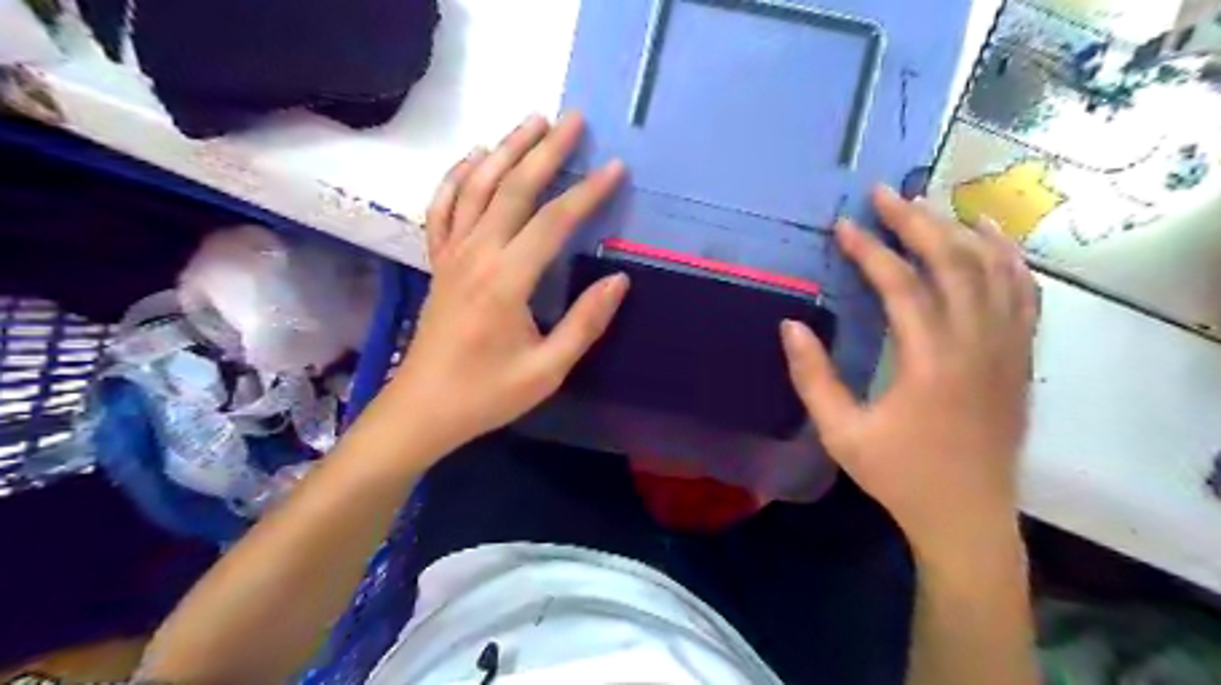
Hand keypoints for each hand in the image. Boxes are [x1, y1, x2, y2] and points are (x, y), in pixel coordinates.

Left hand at [388, 113, 627, 454]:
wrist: (423, 410)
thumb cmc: (486, 394)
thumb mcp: (547, 370)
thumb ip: (584, 323)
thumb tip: (618, 280)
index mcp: (506, 282)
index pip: (553, 223)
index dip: (587, 193)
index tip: (615, 168)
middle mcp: (476, 256)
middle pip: (513, 190)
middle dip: (546, 151)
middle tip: (573, 120)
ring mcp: (451, 256)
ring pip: (476, 188)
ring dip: (505, 151)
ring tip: (532, 122)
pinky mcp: (438, 263)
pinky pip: (442, 209)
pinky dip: (456, 177)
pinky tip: (473, 158)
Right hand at [787, 183, 1034, 557]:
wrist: (968, 515)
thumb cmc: (899, 475)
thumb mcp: (841, 433)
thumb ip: (813, 377)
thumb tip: (791, 326)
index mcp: (930, 363)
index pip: (901, 286)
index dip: (870, 251)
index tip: (844, 227)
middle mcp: (977, 344)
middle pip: (952, 262)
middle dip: (916, 222)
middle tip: (884, 194)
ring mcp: (1008, 348)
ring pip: (993, 269)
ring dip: (960, 230)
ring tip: (931, 205)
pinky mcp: (1021, 357)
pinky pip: (1024, 293)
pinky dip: (1008, 257)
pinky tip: (990, 237)